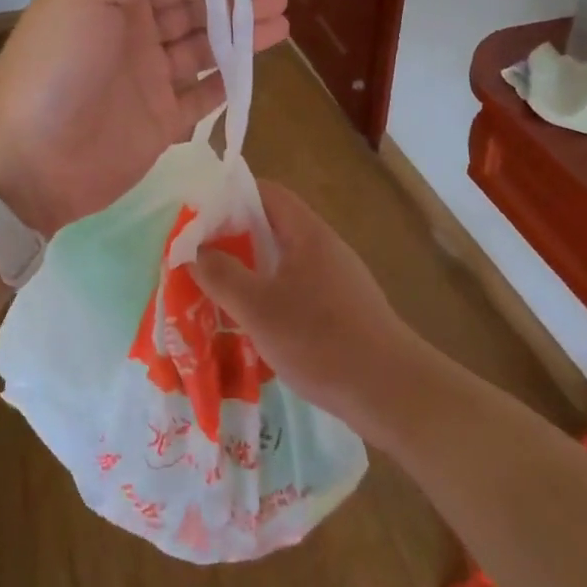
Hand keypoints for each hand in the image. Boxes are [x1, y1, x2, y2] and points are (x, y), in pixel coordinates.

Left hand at [0, 0, 288, 235]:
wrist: (28, 159)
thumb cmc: (56, 66)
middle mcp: (132, 35)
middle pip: (194, 11)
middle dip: (236, 2)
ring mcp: (147, 81)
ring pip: (205, 50)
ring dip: (242, 36)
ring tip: (282, 24)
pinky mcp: (160, 123)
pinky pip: (203, 96)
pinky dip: (230, 80)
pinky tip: (256, 66)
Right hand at [191, 180, 425, 428]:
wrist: (392, 393)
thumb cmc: (320, 341)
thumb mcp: (258, 309)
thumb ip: (221, 276)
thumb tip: (194, 251)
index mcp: (307, 233)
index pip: (266, 192)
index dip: (230, 195)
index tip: (198, 214)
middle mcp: (324, 247)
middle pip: (273, 226)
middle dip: (234, 237)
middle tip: (198, 255)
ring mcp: (337, 279)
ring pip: (284, 261)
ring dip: (251, 270)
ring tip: (217, 289)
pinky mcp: (343, 310)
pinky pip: (297, 289)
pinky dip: (271, 296)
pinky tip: (254, 325)